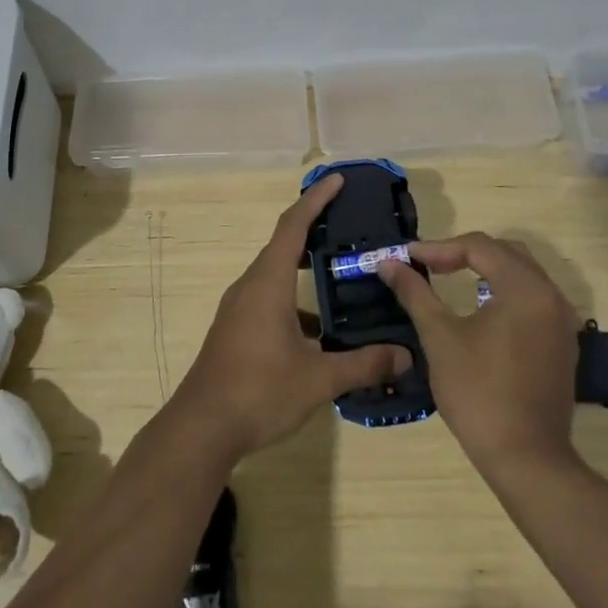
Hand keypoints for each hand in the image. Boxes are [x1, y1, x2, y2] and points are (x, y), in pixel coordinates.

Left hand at [170, 173, 412, 461]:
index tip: (338, 180)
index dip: (316, 199)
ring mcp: (239, 308)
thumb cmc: (259, 391)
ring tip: (343, 276)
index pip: (293, 226)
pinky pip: (269, 298)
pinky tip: (320, 331)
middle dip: (315, 229)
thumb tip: (405, 356)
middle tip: (350, 225)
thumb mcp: (317, 379)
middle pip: (284, 245)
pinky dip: (295, 301)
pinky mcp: (236, 329)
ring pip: (276, 274)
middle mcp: (251, 286)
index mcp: (268, 282)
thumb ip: (363, 364)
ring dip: (305, 269)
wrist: (201, 427)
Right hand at [378, 233, 580, 471]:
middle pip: (505, 253)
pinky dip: (504, 292)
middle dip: (464, 253)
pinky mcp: (563, 344)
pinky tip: (481, 310)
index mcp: (525, 288)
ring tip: (449, 279)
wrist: (526, 458)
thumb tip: (388, 263)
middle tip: (428, 264)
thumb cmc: (478, 393)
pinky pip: (533, 300)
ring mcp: (562, 322)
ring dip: (485, 270)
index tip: (407, 258)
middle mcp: (551, 296)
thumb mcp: (439, 338)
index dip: (439, 247)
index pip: (480, 247)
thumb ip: (415, 293)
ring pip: (522, 275)